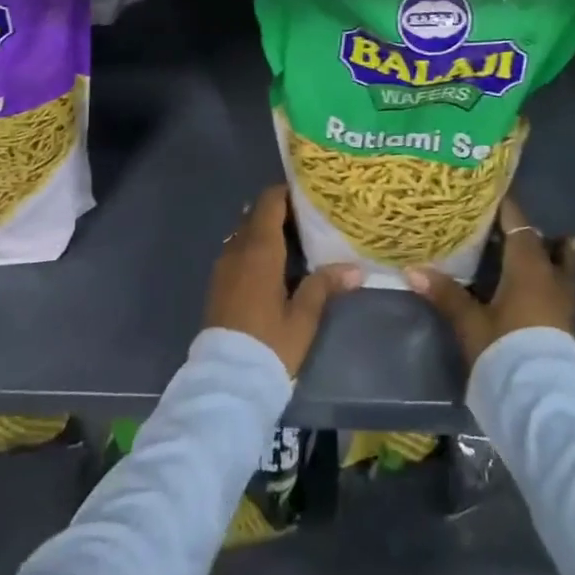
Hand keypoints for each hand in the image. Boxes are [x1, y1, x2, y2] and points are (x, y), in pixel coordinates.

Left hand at [204, 186, 361, 376]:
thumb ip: (324, 286)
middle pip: (257, 214)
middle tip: (311, 220)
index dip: (288, 192)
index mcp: (259, 248)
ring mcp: (224, 265)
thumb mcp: (303, 317)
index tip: (311, 195)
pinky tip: (275, 266)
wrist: (226, 381)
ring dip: (267, 231)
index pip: (270, 201)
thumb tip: (356, 268)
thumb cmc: (269, 344)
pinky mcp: (218, 282)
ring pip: (246, 232)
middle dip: (281, 212)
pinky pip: (238, 250)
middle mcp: (237, 248)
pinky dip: (255, 248)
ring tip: (297, 242)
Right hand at [405, 196, 574, 366]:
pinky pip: (560, 285)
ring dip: (552, 252)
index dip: (506, 207)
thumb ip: (445, 293)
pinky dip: (552, 275)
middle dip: (528, 231)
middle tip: (507, 221)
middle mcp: (550, 277)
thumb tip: (412, 269)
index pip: (519, 224)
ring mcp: (562, 301)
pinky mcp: (565, 323)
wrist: (540, 401)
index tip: (491, 192)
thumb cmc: (504, 349)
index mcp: (528, 267)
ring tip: (549, 242)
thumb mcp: (470, 321)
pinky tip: (540, 282)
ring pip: (562, 265)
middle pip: (544, 243)